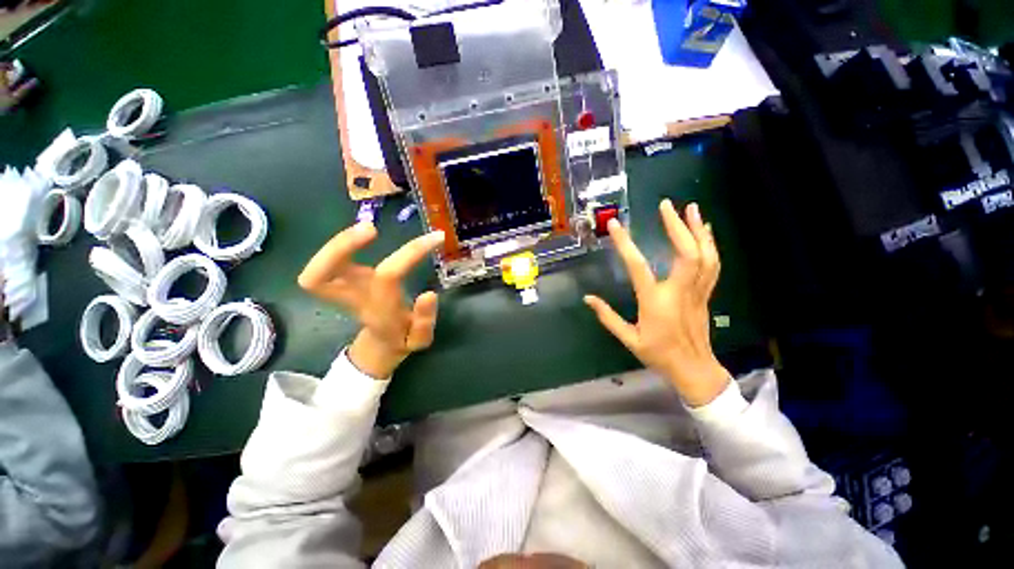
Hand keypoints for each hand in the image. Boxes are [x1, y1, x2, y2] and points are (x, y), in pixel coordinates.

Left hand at [297, 222, 444, 378]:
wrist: (379, 347)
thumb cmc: (402, 340)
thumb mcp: (421, 338)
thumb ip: (425, 320)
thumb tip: (429, 294)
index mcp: (379, 311)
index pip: (389, 276)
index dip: (410, 253)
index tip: (434, 239)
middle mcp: (354, 300)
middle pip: (321, 278)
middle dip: (341, 247)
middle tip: (371, 228)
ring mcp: (342, 292)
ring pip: (316, 272)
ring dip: (335, 245)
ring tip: (367, 228)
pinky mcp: (339, 284)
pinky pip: (322, 268)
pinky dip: (336, 248)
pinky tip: (360, 236)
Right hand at [584, 199, 729, 406]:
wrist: (693, 368)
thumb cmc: (658, 354)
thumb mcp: (628, 338)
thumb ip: (607, 317)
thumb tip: (588, 298)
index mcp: (655, 302)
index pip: (638, 267)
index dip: (625, 244)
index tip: (615, 225)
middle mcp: (679, 292)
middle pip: (685, 253)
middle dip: (677, 226)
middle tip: (666, 205)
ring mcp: (697, 291)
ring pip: (705, 255)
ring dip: (698, 229)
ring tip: (691, 208)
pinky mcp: (706, 293)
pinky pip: (712, 264)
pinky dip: (709, 244)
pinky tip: (705, 231)